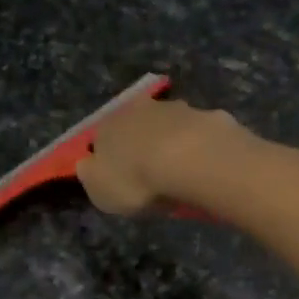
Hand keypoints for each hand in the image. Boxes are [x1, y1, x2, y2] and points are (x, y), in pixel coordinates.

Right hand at [78, 96, 241, 216]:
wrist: (190, 160)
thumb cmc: (137, 180)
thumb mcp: (100, 190)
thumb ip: (92, 176)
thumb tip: (88, 165)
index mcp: (110, 125)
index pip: (103, 136)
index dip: (111, 156)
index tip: (121, 176)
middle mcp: (142, 109)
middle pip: (139, 126)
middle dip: (145, 145)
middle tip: (154, 174)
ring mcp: (179, 109)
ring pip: (172, 125)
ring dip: (175, 143)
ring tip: (183, 173)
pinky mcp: (211, 116)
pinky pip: (202, 135)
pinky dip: (203, 148)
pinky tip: (208, 168)